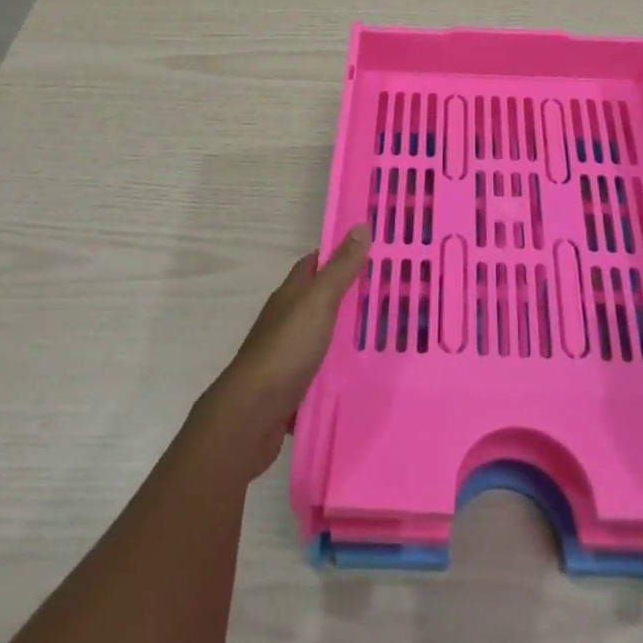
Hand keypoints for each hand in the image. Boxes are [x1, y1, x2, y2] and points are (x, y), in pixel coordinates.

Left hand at [190, 226, 370, 479]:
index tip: (373, 253)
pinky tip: (363, 372)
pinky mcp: (292, 385)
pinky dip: (339, 366)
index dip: (340, 254)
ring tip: (387, 332)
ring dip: (346, 332)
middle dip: (350, 294)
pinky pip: (322, 368)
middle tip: (390, 294)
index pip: (315, 263)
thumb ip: (340, 269)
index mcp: (290, 294)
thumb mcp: (317, 302)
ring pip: (322, 334)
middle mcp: (287, 319)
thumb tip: (360, 226)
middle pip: (320, 298)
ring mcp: (287, 353)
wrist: (252, 416)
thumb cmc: (286, 350)